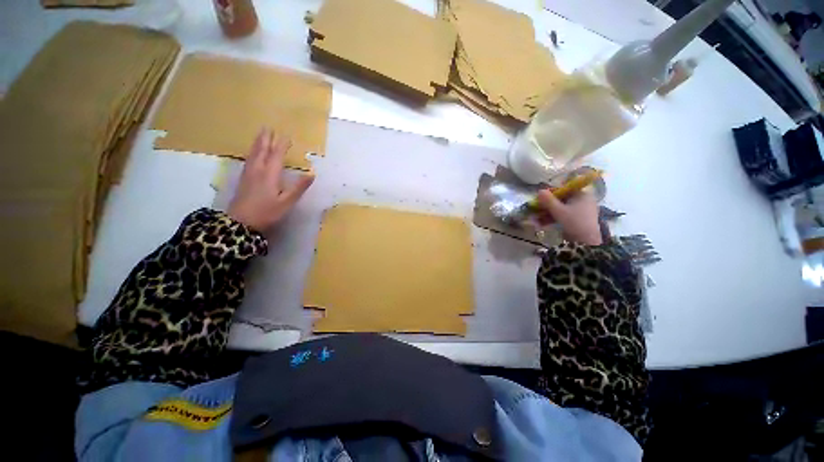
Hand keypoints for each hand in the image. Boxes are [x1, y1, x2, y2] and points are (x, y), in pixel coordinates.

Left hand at [228, 128, 313, 231]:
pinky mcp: (243, 179)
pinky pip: (249, 160)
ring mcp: (248, 174)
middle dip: (266, 139)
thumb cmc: (267, 212)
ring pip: (253, 154)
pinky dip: (252, 152)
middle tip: (268, 127)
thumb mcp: (286, 202)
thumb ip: (299, 187)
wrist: (240, 222)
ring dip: (258, 143)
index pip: (277, 155)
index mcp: (270, 174)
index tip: (287, 136)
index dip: (282, 145)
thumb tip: (312, 174)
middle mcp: (258, 170)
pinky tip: (252, 154)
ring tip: (260, 135)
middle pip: (262, 151)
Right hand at [537, 189, 602, 245]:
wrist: (586, 241)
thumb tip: (539, 190)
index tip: (540, 198)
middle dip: (547, 205)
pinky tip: (542, 223)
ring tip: (536, 219)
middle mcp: (583, 201)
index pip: (564, 189)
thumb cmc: (573, 221)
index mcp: (582, 195)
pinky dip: (553, 218)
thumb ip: (548, 200)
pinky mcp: (578, 220)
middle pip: (561, 200)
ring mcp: (581, 211)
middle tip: (536, 209)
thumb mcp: (558, 210)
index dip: (551, 193)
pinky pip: (563, 216)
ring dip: (547, 213)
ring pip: (561, 209)